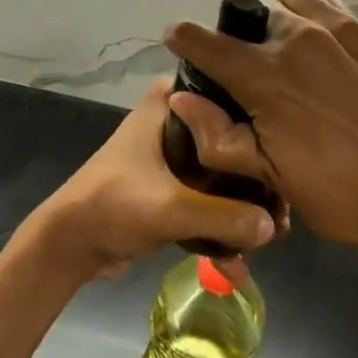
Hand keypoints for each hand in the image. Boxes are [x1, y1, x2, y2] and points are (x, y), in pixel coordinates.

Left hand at [24, 79, 283, 282]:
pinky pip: (206, 198)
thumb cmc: (114, 204)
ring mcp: (173, 155)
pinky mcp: (170, 186)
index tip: (287, 156)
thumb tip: (273, 226)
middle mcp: (175, 119)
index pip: (227, 97)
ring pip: (221, 173)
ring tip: (272, 236)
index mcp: (170, 102)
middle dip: (255, 178)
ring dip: (241, 205)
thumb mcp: (171, 208)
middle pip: (229, 140)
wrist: (70, 244)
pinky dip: (221, 223)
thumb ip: (224, 216)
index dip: (257, 126)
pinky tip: (240, 261)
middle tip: (284, 206)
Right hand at [164, 0, 357, 261]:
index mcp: (266, 77)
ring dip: (272, 16)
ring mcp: (332, 25)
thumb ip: (219, 138)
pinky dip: (306, 8)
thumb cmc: (346, 194)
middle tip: (247, 71)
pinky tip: (317, 42)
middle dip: (234, 36)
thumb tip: (181, 100)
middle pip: (244, 15)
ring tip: (283, 51)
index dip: (183, 38)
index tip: (176, 41)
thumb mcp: (274, 180)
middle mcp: (294, 37)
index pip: (204, 40)